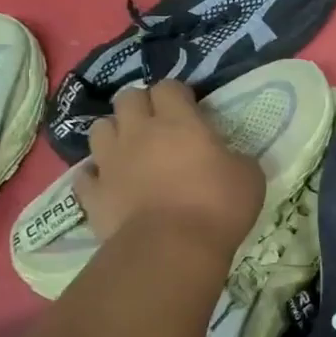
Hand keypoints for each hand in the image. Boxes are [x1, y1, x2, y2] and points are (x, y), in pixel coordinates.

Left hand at [76, 82, 264, 254]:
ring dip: (114, 134)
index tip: (190, 108)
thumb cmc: (217, 207)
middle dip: (141, 105)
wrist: (171, 249)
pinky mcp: (93, 194)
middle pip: (128, 98)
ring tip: (129, 150)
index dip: (178, 94)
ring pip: (100, 129)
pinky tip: (108, 184)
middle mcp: (139, 132)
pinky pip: (86, 175)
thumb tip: (230, 158)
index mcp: (179, 122)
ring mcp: (111, 162)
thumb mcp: (249, 177)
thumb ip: (236, 158)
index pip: (169, 87)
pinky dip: (96, 176)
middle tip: (157, 125)